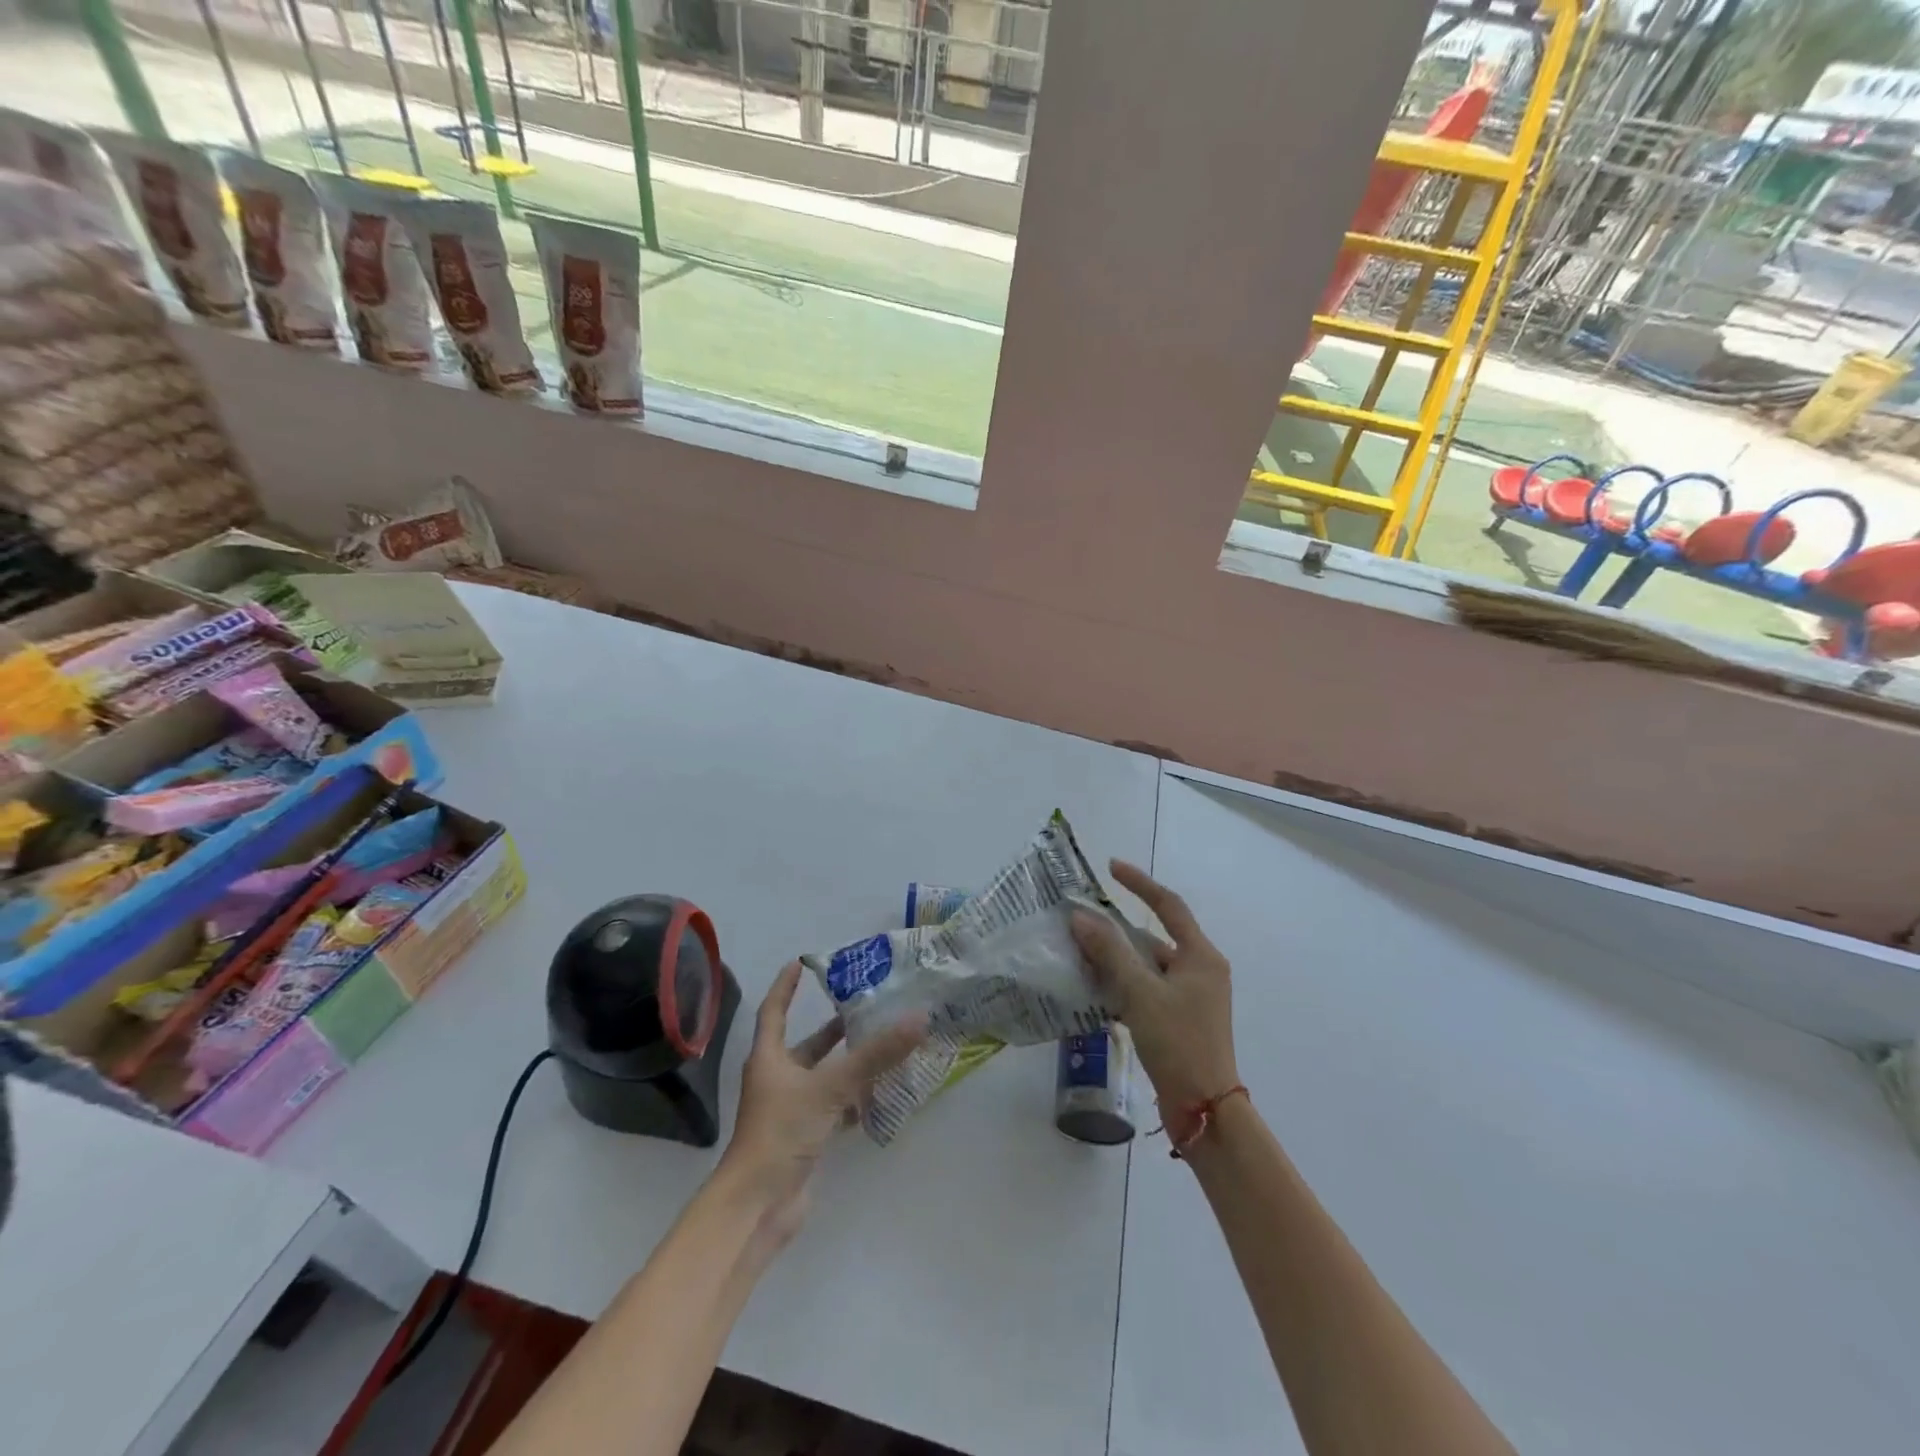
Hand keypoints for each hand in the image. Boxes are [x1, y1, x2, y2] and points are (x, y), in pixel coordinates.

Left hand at [720, 961, 925, 1251]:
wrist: (758, 1206)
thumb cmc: (782, 1132)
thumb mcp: (831, 1087)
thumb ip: (874, 1056)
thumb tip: (918, 1018)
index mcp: (770, 1058)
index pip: (774, 1010)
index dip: (786, 987)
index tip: (801, 963)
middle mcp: (777, 1079)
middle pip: (805, 1046)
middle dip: (832, 1028)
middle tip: (865, 1007)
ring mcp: (789, 1111)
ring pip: (822, 1077)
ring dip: (848, 1064)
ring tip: (882, 1046)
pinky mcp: (804, 1138)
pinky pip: (832, 1108)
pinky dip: (853, 1100)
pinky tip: (879, 1095)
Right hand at [1071, 861, 1238, 1120]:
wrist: (1204, 1110)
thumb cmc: (1178, 1042)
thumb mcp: (1140, 993)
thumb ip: (1110, 952)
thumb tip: (1081, 917)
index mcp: (1201, 956)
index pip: (1169, 905)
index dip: (1140, 883)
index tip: (1111, 868)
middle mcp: (1200, 971)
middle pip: (1154, 938)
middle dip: (1118, 931)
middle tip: (1081, 923)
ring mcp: (1192, 997)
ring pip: (1148, 966)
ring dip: (1117, 960)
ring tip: (1079, 955)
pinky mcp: (1180, 1020)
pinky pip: (1147, 990)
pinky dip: (1123, 985)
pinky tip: (1095, 990)